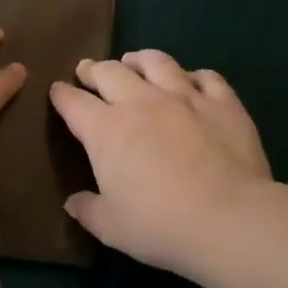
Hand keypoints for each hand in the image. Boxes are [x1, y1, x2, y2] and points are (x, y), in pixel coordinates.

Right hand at [49, 50, 271, 277]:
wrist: (229, 219)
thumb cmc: (160, 225)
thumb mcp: (111, 227)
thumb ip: (88, 210)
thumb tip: (73, 202)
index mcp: (105, 129)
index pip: (73, 102)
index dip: (61, 95)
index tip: (58, 91)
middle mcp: (140, 102)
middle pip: (109, 72)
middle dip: (93, 69)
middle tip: (89, 71)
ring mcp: (184, 97)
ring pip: (156, 62)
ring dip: (139, 60)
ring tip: (134, 62)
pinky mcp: (223, 102)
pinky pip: (205, 76)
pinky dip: (193, 76)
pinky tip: (192, 82)